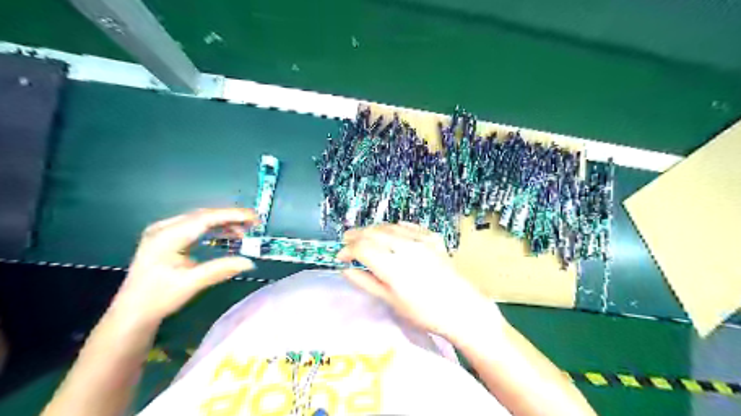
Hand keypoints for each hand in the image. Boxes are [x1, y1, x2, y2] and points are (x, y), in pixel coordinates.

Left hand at [111, 208, 258, 325]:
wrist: (132, 312)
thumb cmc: (158, 298)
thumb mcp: (191, 283)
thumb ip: (221, 269)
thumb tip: (250, 262)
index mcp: (166, 236)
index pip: (205, 219)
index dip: (232, 215)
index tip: (254, 218)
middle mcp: (164, 228)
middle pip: (203, 215)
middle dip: (230, 217)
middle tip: (254, 224)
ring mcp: (163, 232)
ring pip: (200, 220)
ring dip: (223, 223)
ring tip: (244, 232)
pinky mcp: (167, 238)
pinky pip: (195, 227)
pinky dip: (213, 229)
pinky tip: (226, 235)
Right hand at [338, 222, 506, 338]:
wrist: (461, 308)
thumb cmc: (424, 312)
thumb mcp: (391, 301)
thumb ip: (366, 282)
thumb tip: (345, 269)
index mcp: (393, 266)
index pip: (362, 248)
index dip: (347, 250)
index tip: (340, 257)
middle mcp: (405, 246)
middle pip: (373, 232)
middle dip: (355, 235)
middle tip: (346, 241)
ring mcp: (421, 239)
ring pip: (389, 226)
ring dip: (373, 230)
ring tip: (365, 236)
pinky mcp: (433, 238)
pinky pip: (408, 226)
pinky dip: (395, 227)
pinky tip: (390, 233)